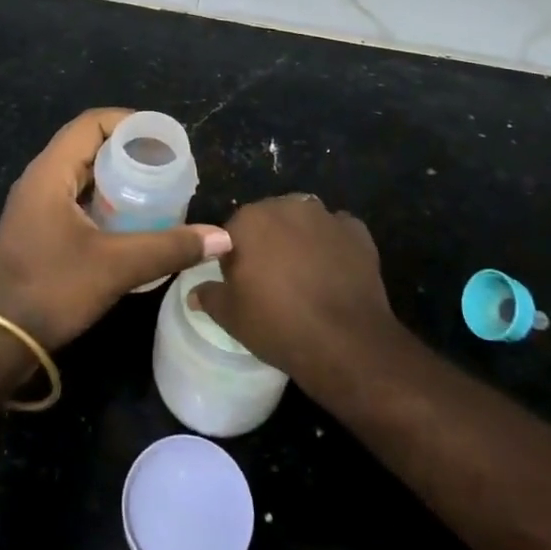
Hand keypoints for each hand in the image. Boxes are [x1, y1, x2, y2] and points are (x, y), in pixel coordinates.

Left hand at [0, 108, 230, 350]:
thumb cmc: (51, 290)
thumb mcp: (116, 267)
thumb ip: (169, 248)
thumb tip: (222, 238)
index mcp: (50, 172)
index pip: (91, 124)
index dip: (129, 122)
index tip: (165, 138)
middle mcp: (39, 179)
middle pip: (87, 145)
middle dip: (128, 150)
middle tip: (168, 164)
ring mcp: (35, 205)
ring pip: (81, 173)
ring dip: (116, 176)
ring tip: (156, 188)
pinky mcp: (37, 229)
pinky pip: (75, 197)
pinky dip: (104, 199)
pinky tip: (131, 220)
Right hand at [190, 194, 396, 375]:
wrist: (346, 343)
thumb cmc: (278, 325)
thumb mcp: (232, 318)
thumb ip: (210, 297)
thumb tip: (194, 292)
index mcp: (249, 221)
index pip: (232, 232)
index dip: (235, 257)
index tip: (242, 283)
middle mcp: (285, 206)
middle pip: (269, 220)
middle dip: (268, 241)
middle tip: (273, 279)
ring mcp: (324, 216)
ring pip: (303, 221)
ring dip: (300, 238)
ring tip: (306, 274)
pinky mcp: (356, 232)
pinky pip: (337, 231)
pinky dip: (334, 244)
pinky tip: (335, 270)